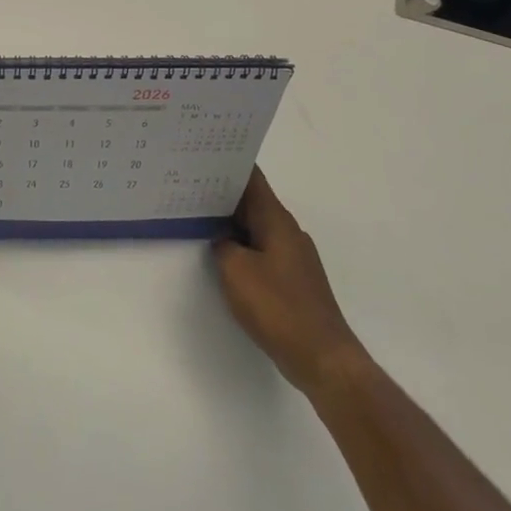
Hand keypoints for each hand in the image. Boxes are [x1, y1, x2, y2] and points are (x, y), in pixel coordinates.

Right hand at [212, 167, 364, 396]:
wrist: (321, 355)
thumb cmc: (277, 306)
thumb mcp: (235, 270)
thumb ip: (222, 245)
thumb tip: (222, 238)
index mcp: (276, 220)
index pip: (252, 179)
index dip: (229, 164)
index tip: (204, 155)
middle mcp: (288, 231)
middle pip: (253, 201)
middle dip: (224, 193)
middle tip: (190, 185)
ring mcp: (293, 256)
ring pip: (257, 227)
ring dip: (232, 221)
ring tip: (199, 217)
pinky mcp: (292, 279)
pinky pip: (262, 249)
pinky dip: (242, 245)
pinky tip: (223, 255)